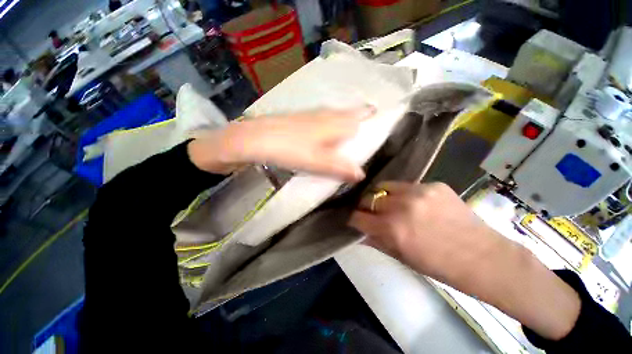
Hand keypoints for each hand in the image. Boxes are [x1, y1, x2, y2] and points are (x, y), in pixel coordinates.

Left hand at [187, 107, 374, 180]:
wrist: (257, 138)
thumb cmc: (290, 149)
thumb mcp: (318, 162)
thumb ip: (340, 167)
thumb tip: (361, 174)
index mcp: (334, 123)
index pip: (359, 116)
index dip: (371, 115)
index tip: (380, 115)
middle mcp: (325, 115)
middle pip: (348, 112)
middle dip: (360, 114)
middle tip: (368, 118)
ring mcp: (311, 115)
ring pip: (334, 114)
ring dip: (344, 117)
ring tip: (351, 125)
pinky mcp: (299, 119)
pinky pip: (321, 117)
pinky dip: (328, 121)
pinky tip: (324, 129)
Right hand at [349, 181, 502, 287]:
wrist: (484, 258)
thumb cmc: (440, 266)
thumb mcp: (403, 258)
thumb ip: (377, 241)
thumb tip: (359, 232)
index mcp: (392, 229)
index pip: (358, 216)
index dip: (354, 219)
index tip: (355, 220)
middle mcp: (401, 206)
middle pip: (368, 198)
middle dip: (366, 206)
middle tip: (372, 212)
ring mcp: (418, 192)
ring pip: (384, 186)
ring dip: (382, 196)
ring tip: (390, 203)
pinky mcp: (433, 185)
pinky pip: (407, 185)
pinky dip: (403, 194)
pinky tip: (414, 203)